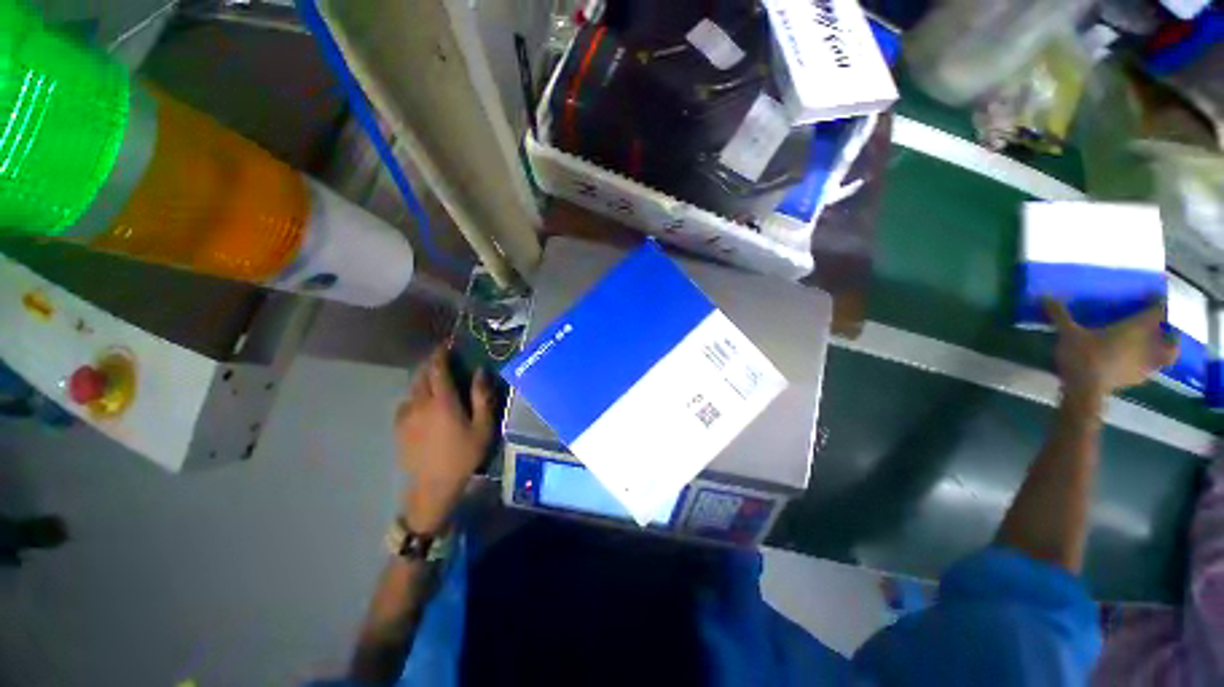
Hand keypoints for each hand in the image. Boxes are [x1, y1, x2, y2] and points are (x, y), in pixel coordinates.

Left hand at [395, 347, 494, 534]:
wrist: (434, 484)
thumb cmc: (464, 454)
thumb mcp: (483, 426)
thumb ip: (482, 396)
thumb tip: (480, 372)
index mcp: (443, 401)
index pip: (438, 369)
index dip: (441, 354)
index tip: (447, 345)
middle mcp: (421, 404)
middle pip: (421, 375)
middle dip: (431, 364)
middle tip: (442, 360)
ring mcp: (406, 416)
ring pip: (412, 389)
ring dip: (422, 379)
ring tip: (433, 381)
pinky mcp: (399, 428)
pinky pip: (405, 403)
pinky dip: (414, 396)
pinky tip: (422, 404)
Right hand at [1045, 299, 1178, 401]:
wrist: (1085, 390)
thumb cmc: (1082, 356)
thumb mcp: (1067, 333)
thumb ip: (1060, 315)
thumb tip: (1044, 297)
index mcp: (1135, 328)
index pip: (1158, 311)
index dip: (1159, 302)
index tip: (1154, 296)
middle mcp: (1147, 344)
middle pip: (1170, 336)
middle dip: (1171, 331)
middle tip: (1166, 325)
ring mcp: (1144, 364)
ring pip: (1167, 356)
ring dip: (1167, 350)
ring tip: (1158, 346)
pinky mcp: (1137, 379)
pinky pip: (1152, 369)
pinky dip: (1151, 365)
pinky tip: (1140, 364)